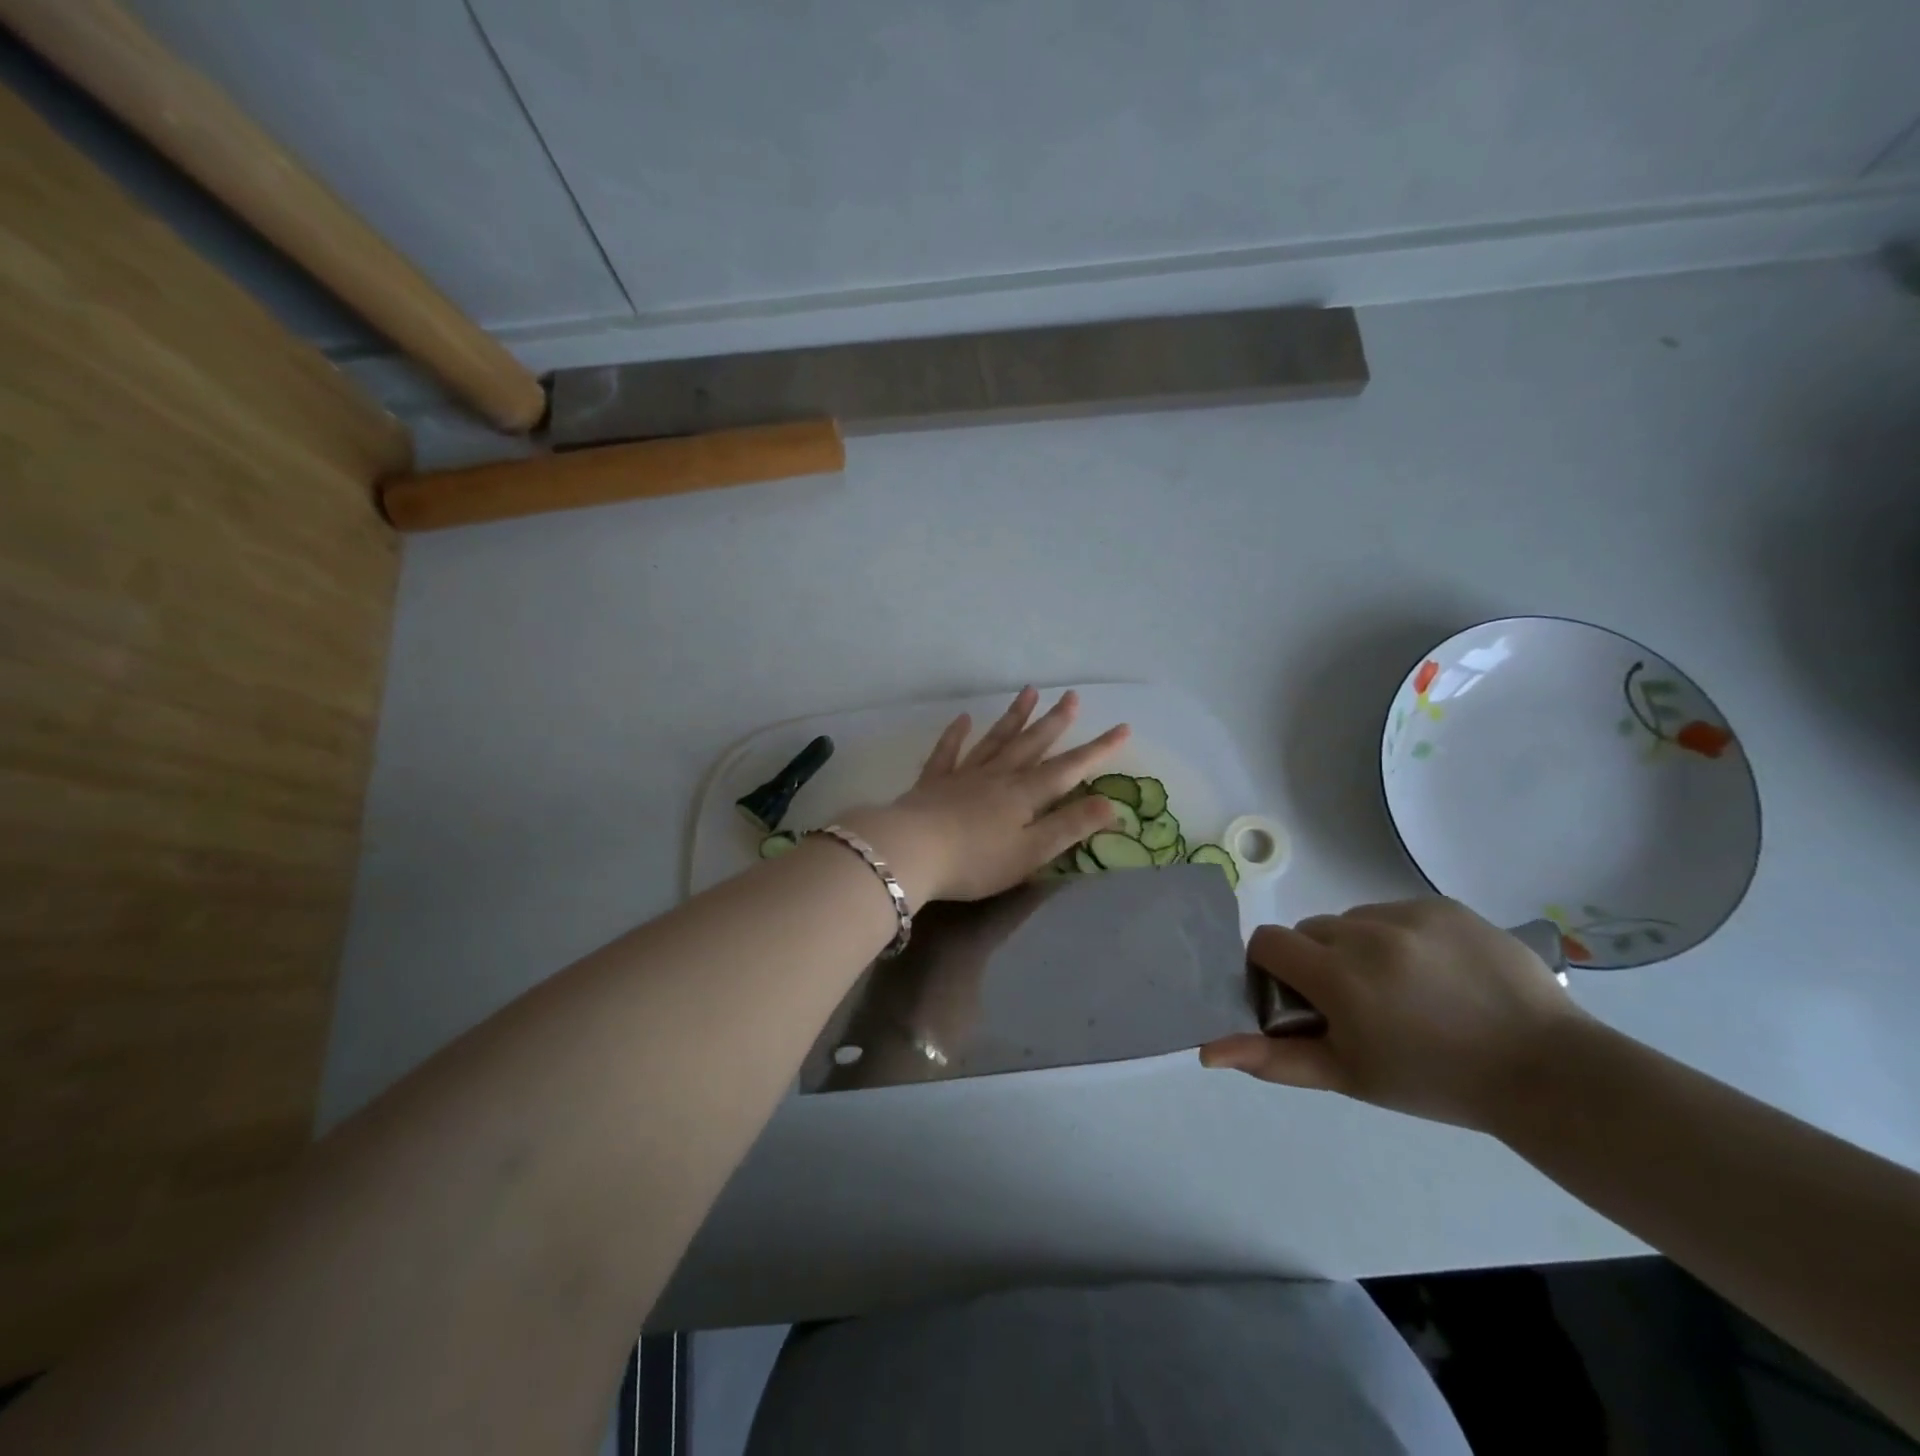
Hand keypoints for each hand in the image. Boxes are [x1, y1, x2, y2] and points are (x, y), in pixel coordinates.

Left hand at [841, 688, 1128, 904]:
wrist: (911, 851)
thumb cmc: (977, 860)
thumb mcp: (1032, 852)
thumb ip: (1071, 827)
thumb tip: (1113, 805)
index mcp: (1025, 794)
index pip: (1069, 768)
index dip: (1098, 749)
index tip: (1122, 727)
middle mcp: (998, 776)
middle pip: (1032, 744)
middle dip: (1055, 721)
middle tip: (1072, 696)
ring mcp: (964, 775)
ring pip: (995, 739)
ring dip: (1013, 716)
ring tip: (1028, 692)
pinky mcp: (933, 782)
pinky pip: (948, 751)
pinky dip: (956, 734)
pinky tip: (962, 719)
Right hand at [1200, 897, 1587, 1130]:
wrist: (1546, 1072)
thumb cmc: (1436, 1082)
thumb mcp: (1349, 1075)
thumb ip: (1274, 1058)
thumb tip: (1209, 1051)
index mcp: (1338, 975)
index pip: (1267, 942)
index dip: (1273, 969)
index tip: (1300, 999)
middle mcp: (1367, 932)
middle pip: (1310, 930)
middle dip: (1318, 961)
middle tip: (1356, 1003)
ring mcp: (1410, 913)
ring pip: (1352, 920)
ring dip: (1358, 947)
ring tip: (1402, 988)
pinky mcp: (1444, 905)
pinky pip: (1396, 911)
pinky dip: (1399, 936)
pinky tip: (1434, 971)